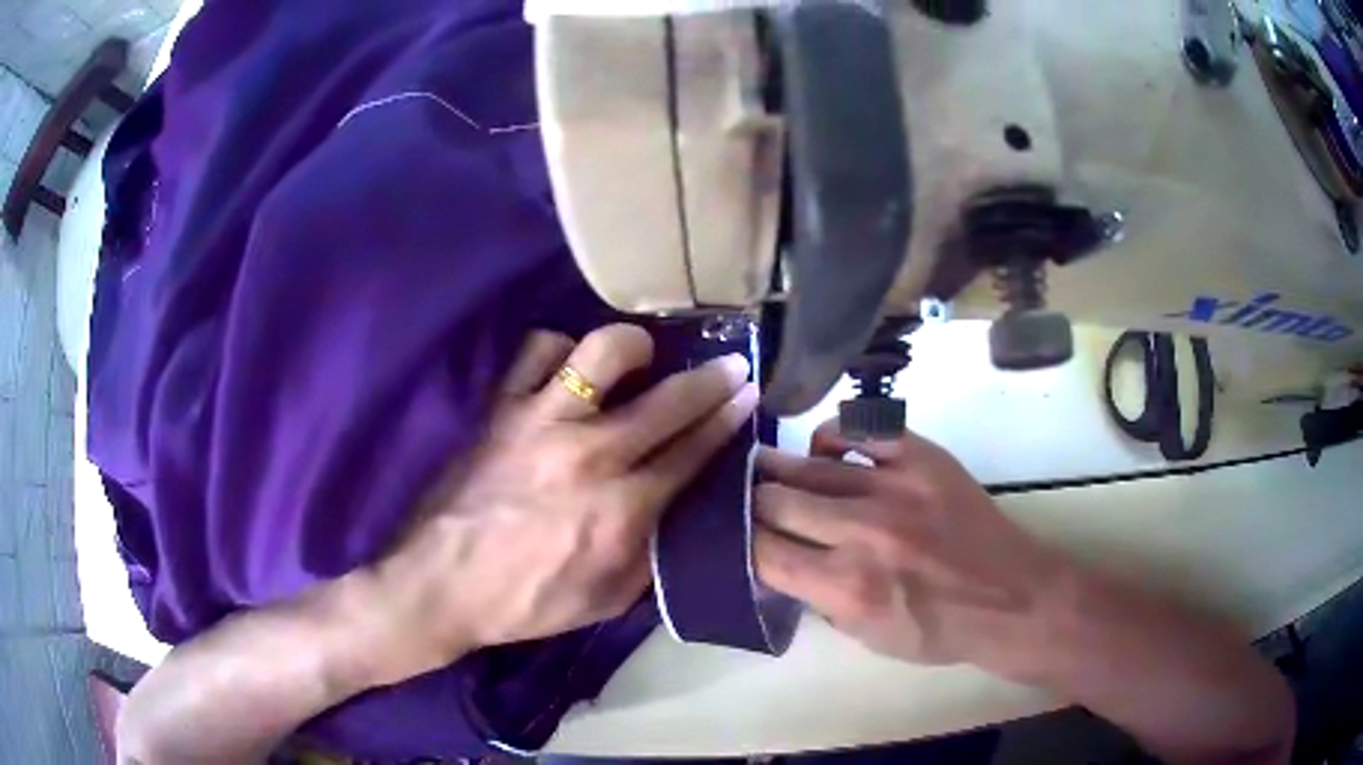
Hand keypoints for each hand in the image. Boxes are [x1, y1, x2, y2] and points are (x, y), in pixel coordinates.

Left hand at [362, 324, 757, 685]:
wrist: (440, 584)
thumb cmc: (527, 603)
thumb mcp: (607, 600)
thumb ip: (654, 553)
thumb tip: (685, 510)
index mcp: (623, 511)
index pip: (693, 452)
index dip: (727, 418)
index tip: (748, 393)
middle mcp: (591, 455)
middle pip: (669, 400)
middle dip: (712, 379)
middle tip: (731, 367)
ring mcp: (542, 423)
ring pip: (604, 353)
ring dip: (636, 348)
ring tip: (642, 358)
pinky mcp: (502, 408)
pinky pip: (538, 351)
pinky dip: (561, 352)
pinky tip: (568, 370)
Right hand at [753, 420, 1064, 675]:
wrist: (1010, 598)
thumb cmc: (938, 631)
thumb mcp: (866, 637)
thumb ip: (817, 598)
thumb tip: (780, 562)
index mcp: (845, 586)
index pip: (760, 550)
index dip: (736, 542)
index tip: (730, 537)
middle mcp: (861, 532)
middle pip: (772, 500)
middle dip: (748, 504)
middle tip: (744, 505)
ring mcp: (894, 486)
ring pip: (808, 464)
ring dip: (779, 471)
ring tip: (767, 473)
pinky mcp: (922, 457)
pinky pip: (861, 428)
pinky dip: (833, 438)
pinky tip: (826, 452)